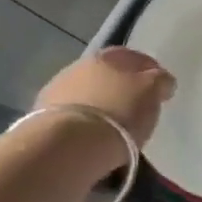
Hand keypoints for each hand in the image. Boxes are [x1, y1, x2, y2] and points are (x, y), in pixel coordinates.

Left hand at [36, 46, 176, 149]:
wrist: (67, 145)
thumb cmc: (118, 113)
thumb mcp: (152, 94)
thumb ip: (159, 82)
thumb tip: (162, 80)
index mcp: (109, 55)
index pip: (133, 57)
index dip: (148, 71)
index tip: (159, 89)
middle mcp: (79, 66)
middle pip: (106, 75)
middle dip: (119, 89)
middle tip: (134, 109)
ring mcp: (56, 92)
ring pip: (85, 96)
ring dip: (97, 107)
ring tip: (110, 130)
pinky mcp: (39, 120)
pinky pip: (71, 119)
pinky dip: (81, 126)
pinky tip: (89, 140)